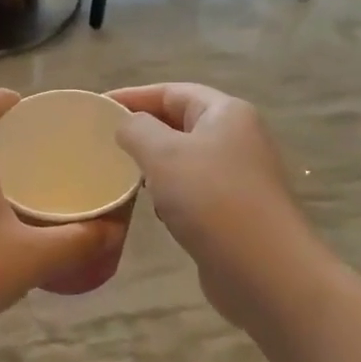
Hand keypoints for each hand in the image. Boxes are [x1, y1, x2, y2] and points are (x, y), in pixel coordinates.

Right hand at [109, 84, 329, 338]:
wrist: (264, 270)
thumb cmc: (212, 200)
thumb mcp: (163, 154)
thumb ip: (137, 130)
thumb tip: (128, 125)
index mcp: (225, 113)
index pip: (171, 91)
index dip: (132, 96)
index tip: (96, 107)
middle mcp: (237, 138)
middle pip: (180, 122)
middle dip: (141, 130)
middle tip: (101, 141)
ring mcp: (238, 176)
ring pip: (184, 159)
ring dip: (153, 164)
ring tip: (119, 173)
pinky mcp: (234, 211)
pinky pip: (192, 191)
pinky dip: (168, 194)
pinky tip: (152, 208)